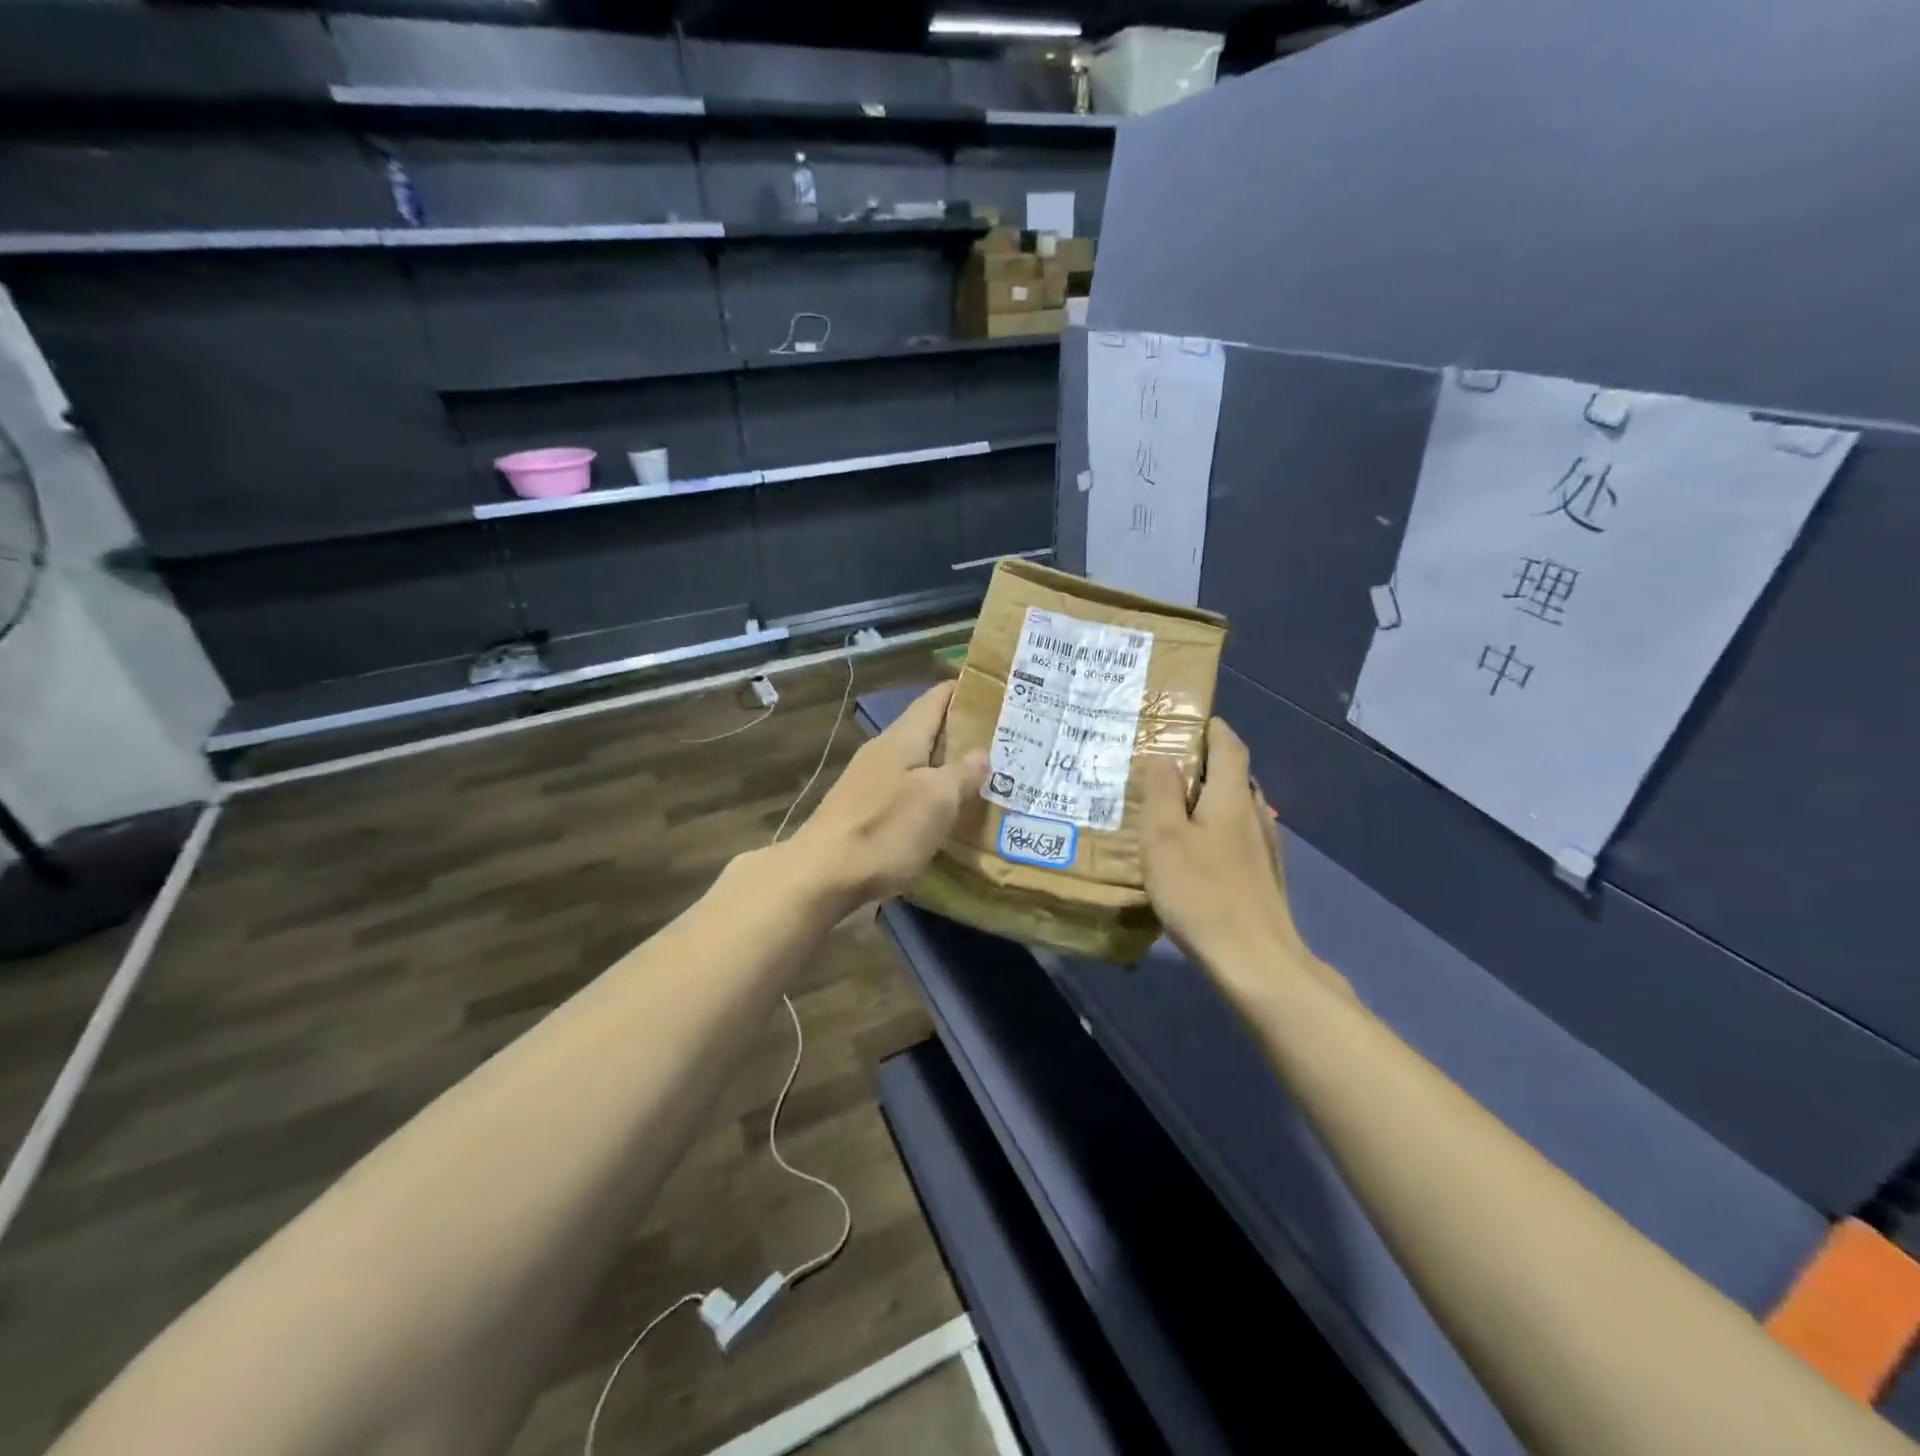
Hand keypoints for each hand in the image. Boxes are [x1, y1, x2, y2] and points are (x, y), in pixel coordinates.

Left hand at [788, 682, 988, 908]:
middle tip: (1004, 741)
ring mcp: (869, 782)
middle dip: (962, 733)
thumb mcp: (936, 800)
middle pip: (927, 731)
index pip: (935, 699)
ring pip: (917, 763)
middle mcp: (883, 752)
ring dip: (946, 767)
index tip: (997, 691)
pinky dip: (930, 794)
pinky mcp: (863, 812)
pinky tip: (947, 812)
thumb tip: (981, 752)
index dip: (964, 691)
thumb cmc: (885, 829)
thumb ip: (962, 773)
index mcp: (902, 738)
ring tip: (984, 777)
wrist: (822, 875)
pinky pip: (906, 791)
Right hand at [1139, 718, 1315, 989]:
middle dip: (1203, 762)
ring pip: (1235, 808)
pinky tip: (1194, 853)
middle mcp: (1254, 814)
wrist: (1256, 961)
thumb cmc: (1202, 892)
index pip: (1228, 744)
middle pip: (1233, 774)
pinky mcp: (1263, 878)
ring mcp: (1264, 849)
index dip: (1211, 727)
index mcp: (1230, 797)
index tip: (1185, 721)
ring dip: (1207, 798)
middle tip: (1162, 765)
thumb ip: (1161, 791)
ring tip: (1171, 807)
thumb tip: (1159, 754)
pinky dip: (1214, 830)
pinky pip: (1236, 837)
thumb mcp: (1165, 837)